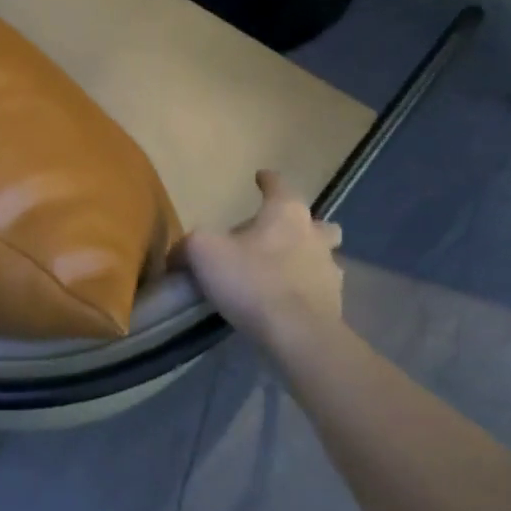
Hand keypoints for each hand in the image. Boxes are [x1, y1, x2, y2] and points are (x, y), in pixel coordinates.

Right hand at [180, 170, 343, 346]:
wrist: (297, 334)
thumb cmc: (252, 280)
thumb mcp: (203, 253)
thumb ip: (188, 246)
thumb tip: (176, 254)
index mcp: (286, 214)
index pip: (279, 185)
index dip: (268, 180)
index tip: (261, 176)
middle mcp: (314, 236)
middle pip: (316, 223)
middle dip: (301, 224)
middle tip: (278, 234)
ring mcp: (329, 271)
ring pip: (323, 256)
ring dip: (306, 259)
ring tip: (283, 272)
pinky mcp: (334, 305)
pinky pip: (319, 290)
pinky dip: (305, 291)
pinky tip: (287, 302)